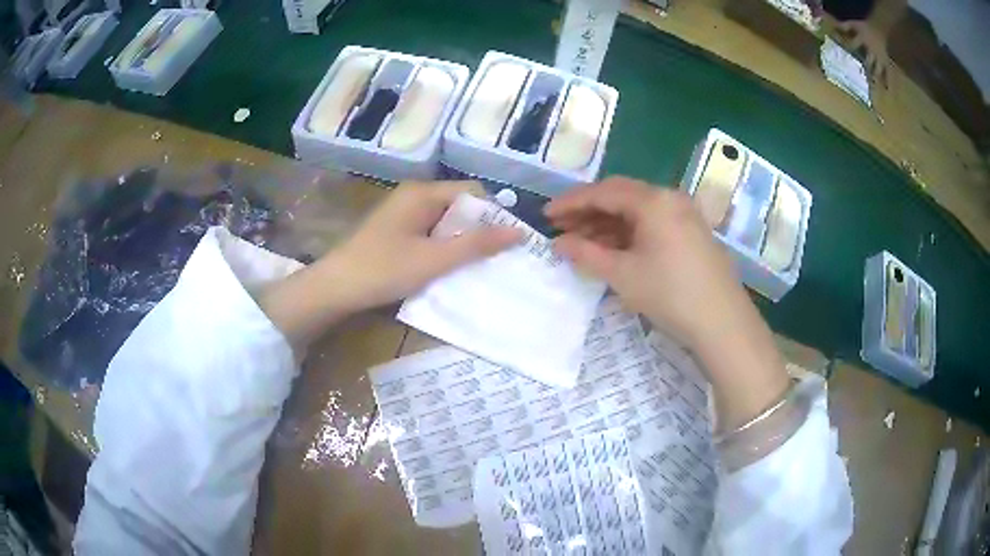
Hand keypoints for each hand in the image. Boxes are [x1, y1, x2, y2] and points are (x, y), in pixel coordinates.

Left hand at [260, 181, 519, 349]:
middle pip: (459, 206)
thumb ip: (476, 244)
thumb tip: (519, 231)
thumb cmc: (384, 269)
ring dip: (460, 241)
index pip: (472, 192)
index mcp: (423, 193)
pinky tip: (447, 268)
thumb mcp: (434, 259)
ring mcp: (402, 214)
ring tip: (475, 266)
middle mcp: (414, 196)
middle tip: (494, 259)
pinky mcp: (395, 231)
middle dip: (478, 230)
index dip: (493, 214)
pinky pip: (429, 233)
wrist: (334, 288)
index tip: (506, 243)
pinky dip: (442, 247)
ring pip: (445, 221)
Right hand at [545, 177, 750, 350]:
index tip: (546, 214)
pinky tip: (613, 249)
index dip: (571, 202)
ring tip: (582, 242)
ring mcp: (684, 214)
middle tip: (561, 228)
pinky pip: (652, 223)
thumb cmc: (670, 294)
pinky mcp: (691, 232)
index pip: (603, 192)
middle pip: (620, 196)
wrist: (722, 322)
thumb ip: (586, 254)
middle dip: (588, 211)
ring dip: (608, 223)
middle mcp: (670, 198)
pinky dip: (629, 233)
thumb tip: (558, 243)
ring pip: (637, 211)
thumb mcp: (623, 275)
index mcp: (653, 200)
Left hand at [836, 20, 889, 85]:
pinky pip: (887, 72)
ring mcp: (879, 58)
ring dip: (875, 78)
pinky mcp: (885, 62)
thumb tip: (833, 27)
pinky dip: (887, 81)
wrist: (878, 28)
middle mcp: (872, 51)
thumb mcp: (854, 24)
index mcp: (863, 40)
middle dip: (865, 70)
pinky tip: (886, 90)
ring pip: (878, 70)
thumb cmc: (864, 27)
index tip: (843, 57)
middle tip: (861, 81)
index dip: (849, 48)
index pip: (854, 45)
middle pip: (868, 61)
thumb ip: (845, 26)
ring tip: (873, 90)